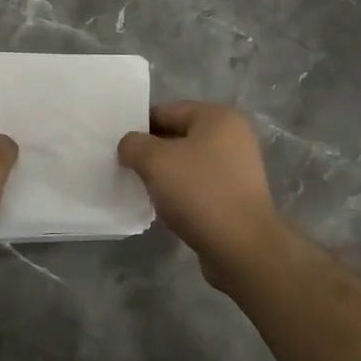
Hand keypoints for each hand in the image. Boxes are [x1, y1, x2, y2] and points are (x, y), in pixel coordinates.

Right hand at [118, 101, 292, 286]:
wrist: (242, 249)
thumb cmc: (199, 192)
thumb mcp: (155, 160)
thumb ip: (134, 144)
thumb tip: (129, 146)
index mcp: (219, 117)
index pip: (167, 111)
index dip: (139, 127)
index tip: (118, 147)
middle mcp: (233, 137)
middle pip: (178, 136)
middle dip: (151, 152)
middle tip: (125, 167)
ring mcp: (238, 169)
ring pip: (187, 164)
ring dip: (165, 175)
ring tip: (142, 189)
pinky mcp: (236, 198)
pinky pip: (198, 186)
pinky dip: (180, 194)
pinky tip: (163, 208)